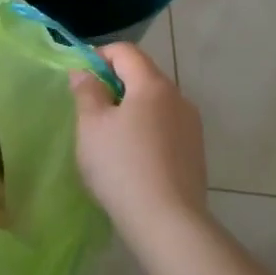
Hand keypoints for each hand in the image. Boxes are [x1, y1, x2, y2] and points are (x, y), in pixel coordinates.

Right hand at [71, 43, 207, 243]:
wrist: (168, 223)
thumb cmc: (121, 166)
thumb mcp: (91, 125)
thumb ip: (86, 91)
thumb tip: (84, 72)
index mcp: (153, 85)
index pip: (126, 51)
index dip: (99, 55)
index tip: (80, 77)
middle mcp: (178, 98)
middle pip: (143, 75)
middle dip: (114, 83)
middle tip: (89, 109)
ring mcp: (191, 126)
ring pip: (155, 103)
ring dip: (131, 108)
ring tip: (109, 137)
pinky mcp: (196, 153)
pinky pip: (165, 128)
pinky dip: (146, 130)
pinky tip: (132, 159)